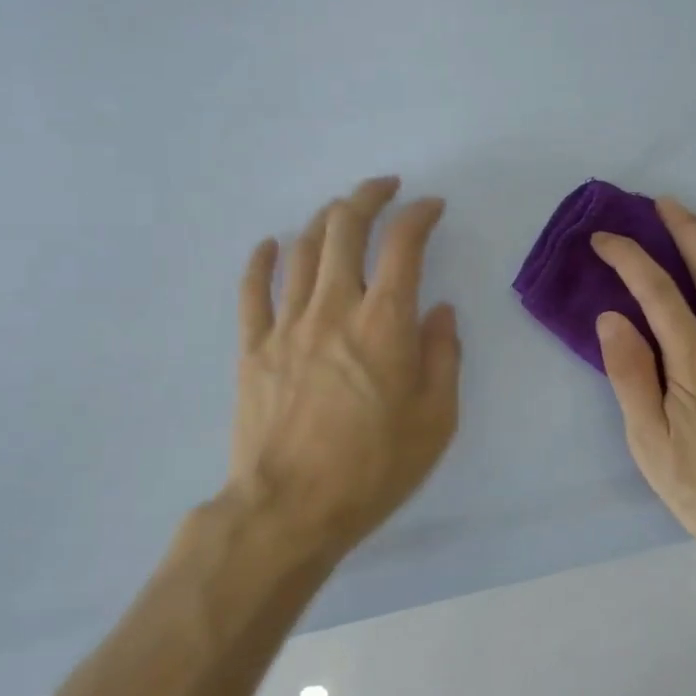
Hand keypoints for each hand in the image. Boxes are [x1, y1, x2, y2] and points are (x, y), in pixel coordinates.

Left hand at [228, 176, 461, 564]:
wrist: (289, 509)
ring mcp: (287, 323)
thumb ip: (442, 356)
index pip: (403, 244)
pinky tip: (270, 244)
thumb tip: (440, 313)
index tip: (431, 207)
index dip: (419, 214)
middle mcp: (334, 306)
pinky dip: (262, 260)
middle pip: (345, 228)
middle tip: (384, 187)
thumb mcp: (436, 419)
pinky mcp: (253, 346)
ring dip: (324, 220)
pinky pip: (252, 290)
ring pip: (303, 249)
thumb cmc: (373, 468)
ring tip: (340, 212)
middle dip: (368, 196)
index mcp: (384, 322)